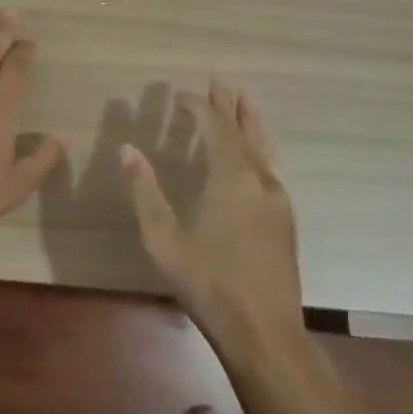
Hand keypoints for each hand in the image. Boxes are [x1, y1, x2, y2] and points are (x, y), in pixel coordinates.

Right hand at [122, 77, 303, 338]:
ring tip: (245, 101)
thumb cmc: (208, 283)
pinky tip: (252, 156)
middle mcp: (259, 181)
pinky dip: (256, 148)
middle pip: (246, 131)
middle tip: (222, 80)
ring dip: (250, 122)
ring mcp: (277, 201)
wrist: (264, 334)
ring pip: (263, 149)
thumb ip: (145, 191)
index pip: (216, 127)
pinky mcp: (284, 220)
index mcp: (231, 179)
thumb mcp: (163, 239)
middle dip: (232, 104)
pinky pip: (268, 168)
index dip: (199, 107)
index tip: (181, 95)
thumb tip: (128, 150)